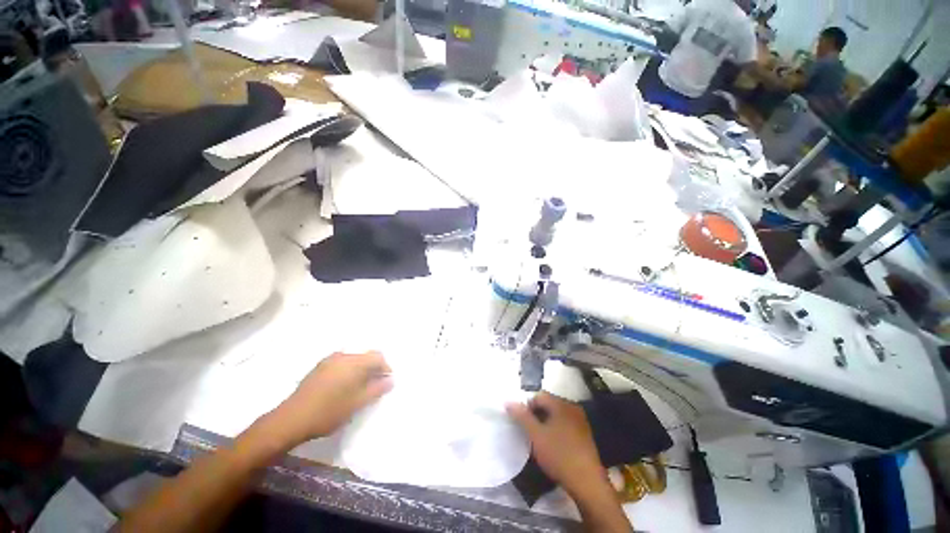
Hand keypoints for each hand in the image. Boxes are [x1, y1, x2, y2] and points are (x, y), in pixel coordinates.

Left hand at [270, 352, 393, 445]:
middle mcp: (342, 356)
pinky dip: (349, 370)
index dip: (385, 368)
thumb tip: (391, 380)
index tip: (386, 382)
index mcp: (353, 362)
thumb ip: (376, 389)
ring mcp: (329, 360)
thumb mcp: (357, 403)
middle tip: (375, 385)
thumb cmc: (328, 412)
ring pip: (354, 359)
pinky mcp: (319, 367)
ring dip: (361, 369)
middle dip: (373, 368)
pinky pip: (342, 363)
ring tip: (360, 387)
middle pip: (366, 355)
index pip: (378, 357)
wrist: (291, 419)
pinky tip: (344, 386)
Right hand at [506, 392, 606, 499]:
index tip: (523, 424)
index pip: (539, 396)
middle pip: (548, 404)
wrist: (587, 482)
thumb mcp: (536, 435)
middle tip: (530, 432)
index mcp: (561, 404)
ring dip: (546, 423)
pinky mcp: (585, 434)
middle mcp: (572, 407)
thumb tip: (508, 401)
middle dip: (537, 415)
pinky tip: (553, 446)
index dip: (527, 407)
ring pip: (557, 415)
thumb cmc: (559, 455)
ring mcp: (581, 421)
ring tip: (540, 440)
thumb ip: (521, 416)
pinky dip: (556, 430)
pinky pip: (565, 424)